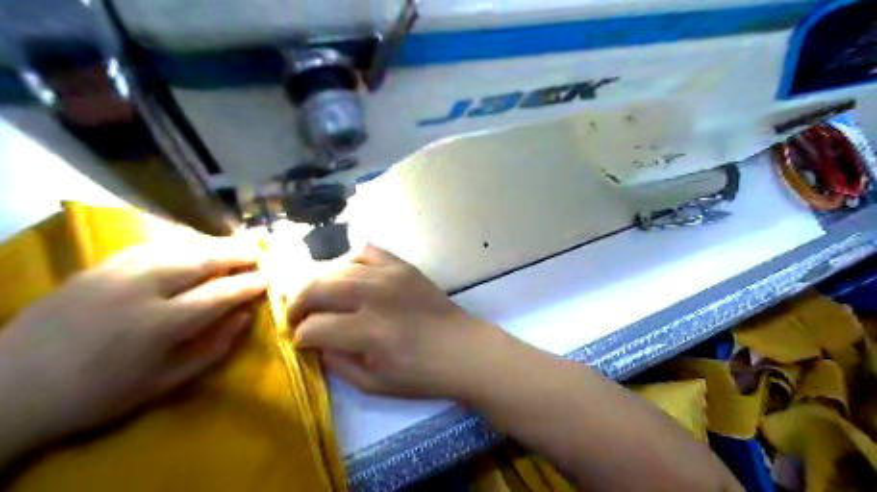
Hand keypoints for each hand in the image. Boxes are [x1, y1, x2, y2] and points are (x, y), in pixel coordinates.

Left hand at [1, 239, 266, 449]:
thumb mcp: (164, 382)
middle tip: (259, 253)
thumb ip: (211, 348)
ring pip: (177, 247)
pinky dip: (178, 243)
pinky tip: (189, 247)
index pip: (220, 293)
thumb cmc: (98, 393)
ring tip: (232, 246)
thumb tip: (244, 317)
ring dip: (211, 244)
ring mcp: (116, 272)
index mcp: (160, 324)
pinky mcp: (97, 267)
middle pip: (201, 260)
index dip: (249, 284)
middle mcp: (141, 289)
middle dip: (236, 253)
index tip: (268, 279)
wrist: (11, 388)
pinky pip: (149, 246)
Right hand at [290, 241, 507, 399]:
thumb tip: (315, 342)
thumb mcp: (375, 384)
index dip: (301, 336)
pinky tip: (347, 276)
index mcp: (371, 333)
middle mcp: (377, 297)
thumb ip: (338, 364)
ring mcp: (391, 276)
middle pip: (319, 288)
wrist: (464, 349)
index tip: (301, 342)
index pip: (316, 327)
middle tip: (294, 316)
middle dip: (297, 302)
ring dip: (318, 282)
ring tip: (315, 297)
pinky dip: (349, 260)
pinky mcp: (404, 266)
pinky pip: (366, 251)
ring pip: (338, 268)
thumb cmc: (422, 374)